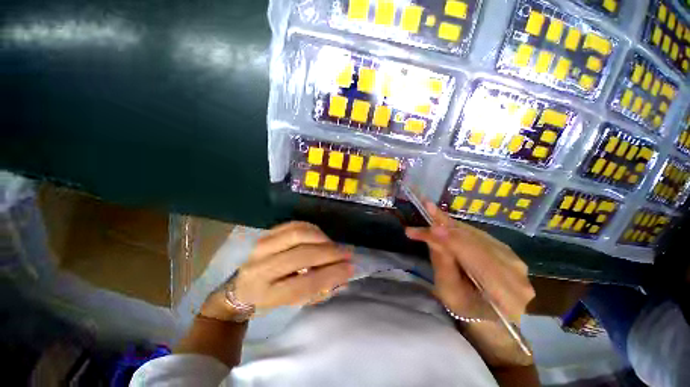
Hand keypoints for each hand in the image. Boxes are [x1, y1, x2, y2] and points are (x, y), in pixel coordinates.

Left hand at [200, 222, 353, 320]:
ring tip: (333, 245)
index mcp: (267, 295)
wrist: (241, 288)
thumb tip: (344, 275)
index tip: (350, 268)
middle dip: (330, 253)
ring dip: (322, 239)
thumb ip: (320, 290)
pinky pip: (294, 225)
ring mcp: (261, 247)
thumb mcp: (293, 304)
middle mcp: (261, 269)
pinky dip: (312, 229)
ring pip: (298, 235)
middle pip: (302, 256)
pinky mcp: (266, 234)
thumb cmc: (271, 299)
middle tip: (347, 253)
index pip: (305, 283)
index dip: (331, 274)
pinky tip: (320, 237)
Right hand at [406, 201, 534, 365]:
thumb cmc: (467, 311)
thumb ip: (443, 264)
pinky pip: (479, 235)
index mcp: (505, 294)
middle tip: (425, 211)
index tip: (429, 228)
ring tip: (431, 213)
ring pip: (477, 235)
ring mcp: (515, 259)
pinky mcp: (507, 251)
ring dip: (451, 224)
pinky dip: (459, 228)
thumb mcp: (449, 293)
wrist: (492, 320)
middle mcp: (516, 272)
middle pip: (477, 242)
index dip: (452, 240)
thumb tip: (433, 237)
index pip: (476, 259)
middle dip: (446, 226)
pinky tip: (444, 222)